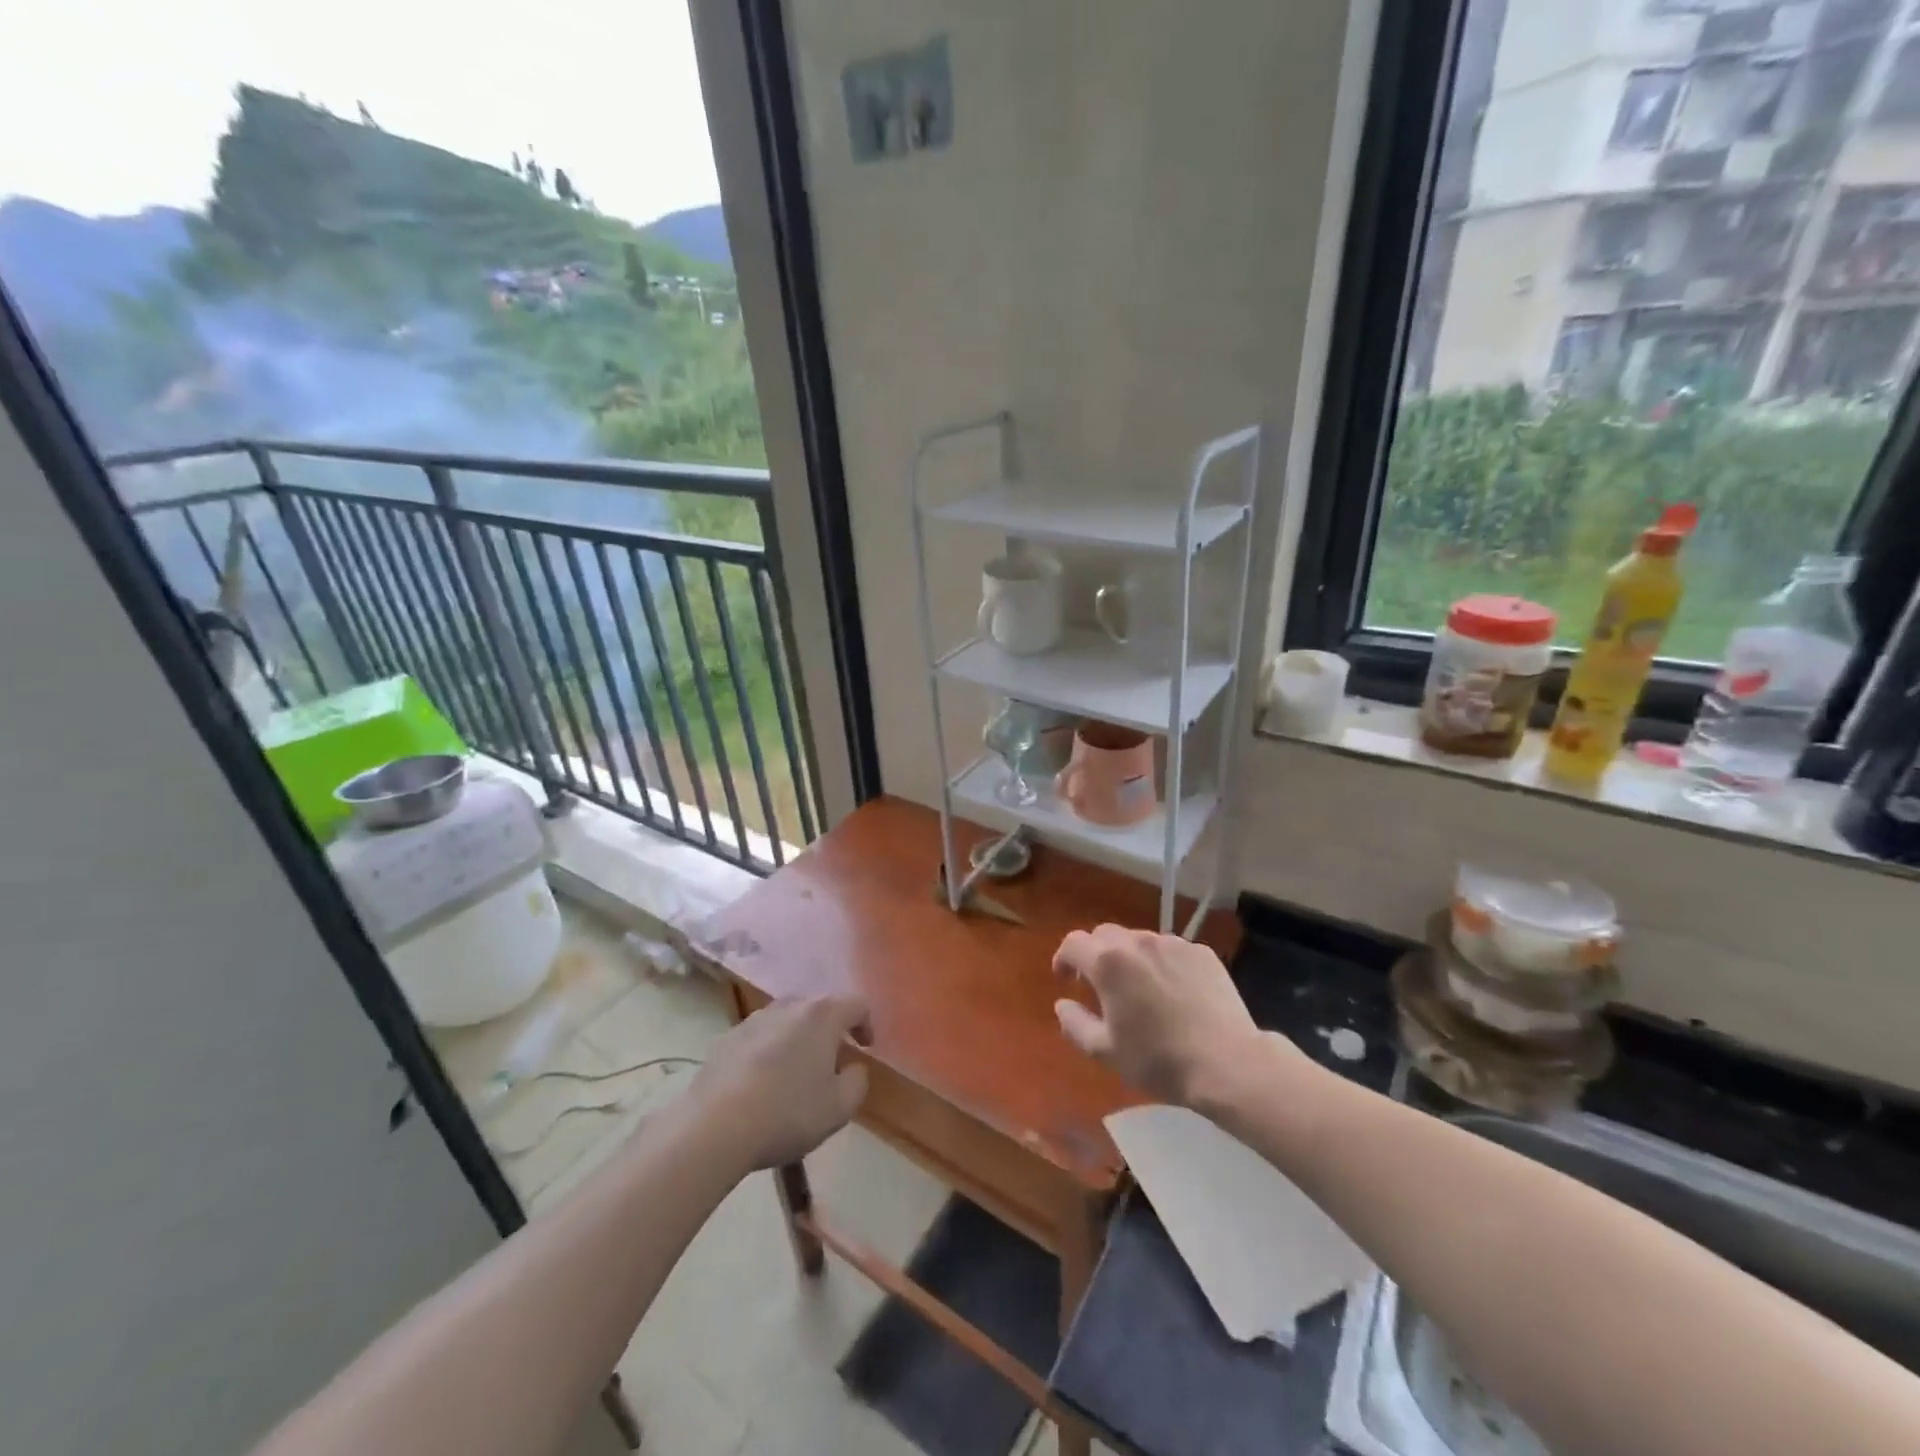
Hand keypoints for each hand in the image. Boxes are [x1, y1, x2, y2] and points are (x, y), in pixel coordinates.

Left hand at [690, 996, 870, 1170]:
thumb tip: (853, 1068)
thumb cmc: (787, 1113)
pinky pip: (758, 1037)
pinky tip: (760, 1083)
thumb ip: (857, 1082)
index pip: (857, 1004)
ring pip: (786, 1020)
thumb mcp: (839, 1108)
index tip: (866, 1049)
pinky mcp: (726, 1038)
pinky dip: (767, 1051)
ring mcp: (753, 1019)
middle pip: (819, 1008)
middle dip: (830, 1030)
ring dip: (797, 1038)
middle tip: (832, 1061)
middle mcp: (789, 1006)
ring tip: (795, 1072)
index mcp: (822, 1015)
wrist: (714, 1126)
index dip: (866, 1024)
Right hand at [1053, 925, 1274, 1107]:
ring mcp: (1173, 944)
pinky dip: (1160, 963)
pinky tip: (1171, 991)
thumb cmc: (1158, 1060)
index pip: (1073, 943)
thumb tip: (1062, 1005)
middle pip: (1105, 934)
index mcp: (1108, 962)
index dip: (1064, 958)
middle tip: (1098, 983)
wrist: (1227, 1062)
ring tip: (1138, 988)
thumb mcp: (1105, 1051)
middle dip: (1095, 954)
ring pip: (1139, 939)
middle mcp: (1138, 942)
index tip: (1064, 979)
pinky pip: (1170, 950)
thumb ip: (1074, 1024)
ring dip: (1129, 957)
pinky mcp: (1202, 953)